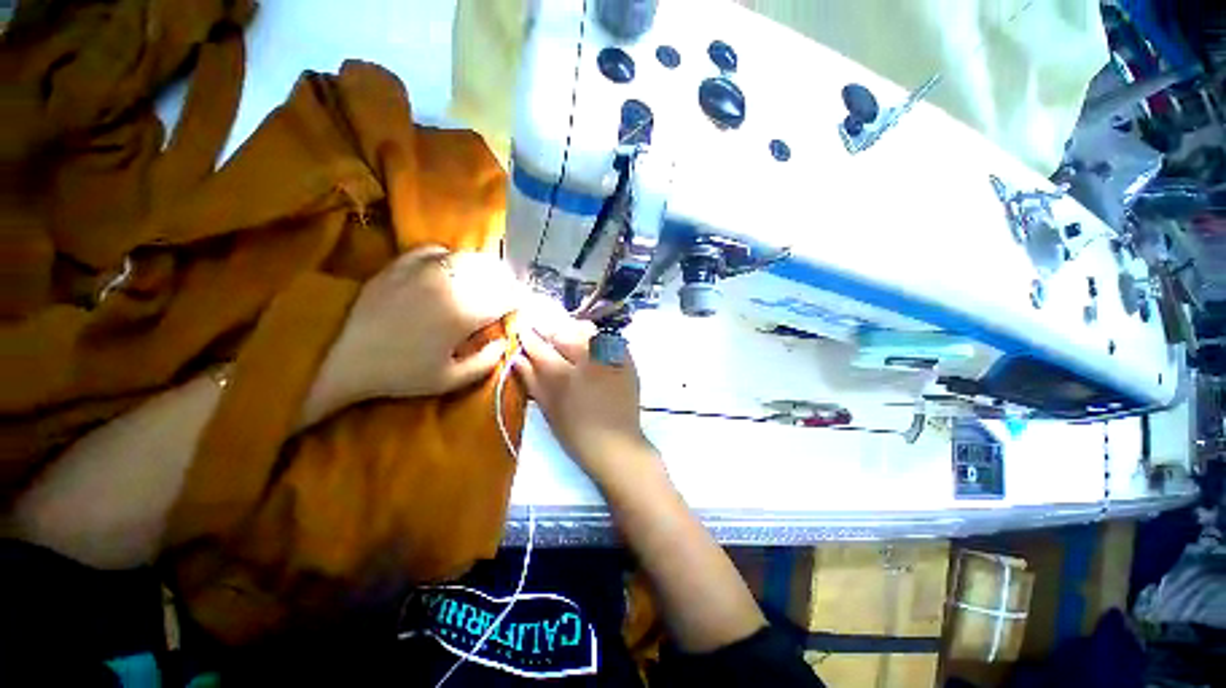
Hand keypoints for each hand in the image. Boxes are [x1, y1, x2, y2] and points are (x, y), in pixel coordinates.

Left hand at [305, 246, 521, 420]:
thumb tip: (505, 339)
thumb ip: (488, 361)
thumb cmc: (400, 373)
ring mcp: (424, 268)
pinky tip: (452, 271)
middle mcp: (450, 283)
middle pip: (494, 273)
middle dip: (507, 285)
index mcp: (465, 312)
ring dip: (485, 271)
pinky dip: (453, 259)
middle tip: (506, 299)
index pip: (509, 297)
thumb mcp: (451, 379)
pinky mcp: (403, 262)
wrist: (342, 357)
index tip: (518, 313)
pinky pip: (438, 250)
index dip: (519, 303)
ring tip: (484, 284)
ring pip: (470, 258)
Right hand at [513, 312, 656, 487]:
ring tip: (570, 341)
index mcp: (563, 376)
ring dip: (573, 332)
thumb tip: (517, 357)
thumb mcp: (548, 409)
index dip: (528, 336)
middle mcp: (586, 360)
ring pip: (586, 331)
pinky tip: (592, 347)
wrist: (616, 444)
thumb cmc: (576, 433)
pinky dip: (597, 338)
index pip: (539, 347)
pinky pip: (608, 338)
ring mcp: (609, 358)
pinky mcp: (626, 360)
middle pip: (563, 333)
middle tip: (546, 335)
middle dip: (551, 331)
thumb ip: (532, 379)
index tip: (522, 330)